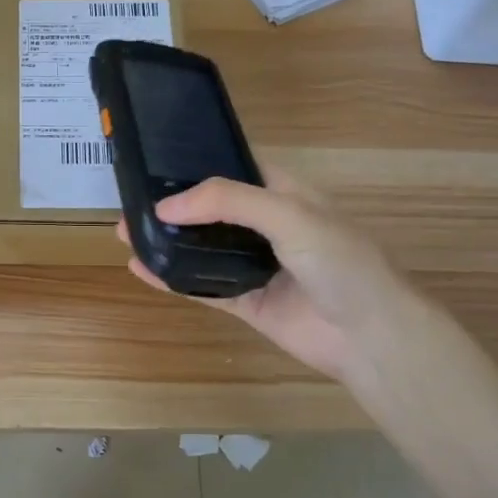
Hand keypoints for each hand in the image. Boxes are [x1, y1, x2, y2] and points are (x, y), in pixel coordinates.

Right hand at [118, 169, 427, 387]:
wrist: (371, 336)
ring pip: (203, 248)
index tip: (154, 160)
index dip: (198, 163)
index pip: (235, 168)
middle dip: (173, 205)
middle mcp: (268, 226)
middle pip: (212, 210)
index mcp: (285, 194)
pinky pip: (204, 287)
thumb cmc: (340, 262)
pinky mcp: (248, 302)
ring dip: (168, 241)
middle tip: (130, 203)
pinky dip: (173, 279)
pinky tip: (141, 270)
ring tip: (126, 233)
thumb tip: (165, 207)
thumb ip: (228, 201)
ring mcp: (256, 266)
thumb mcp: (289, 215)